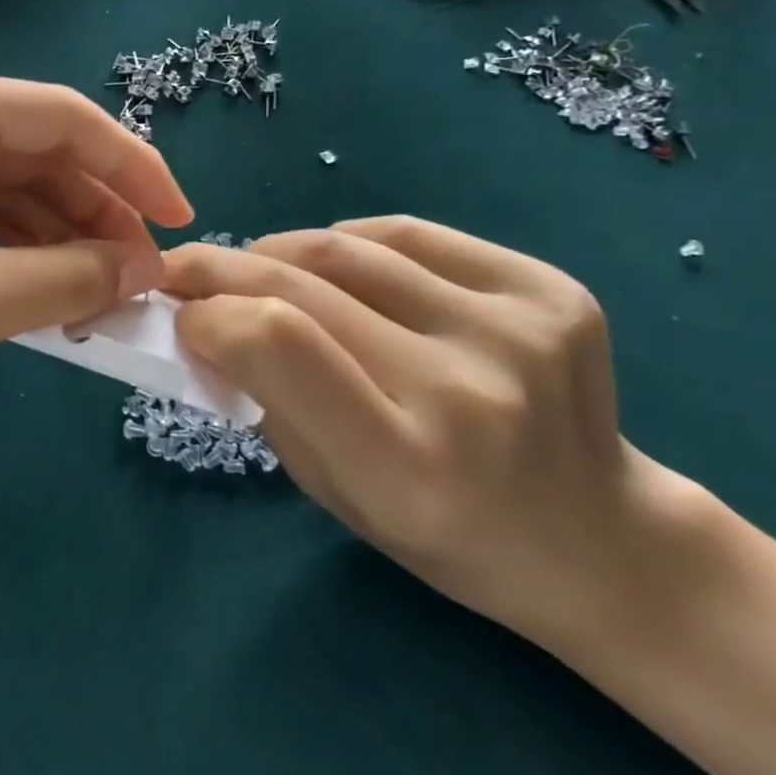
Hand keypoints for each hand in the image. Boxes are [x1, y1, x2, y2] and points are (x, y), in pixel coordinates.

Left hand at [0, 69, 192, 453]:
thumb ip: (68, 278)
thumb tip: (143, 269)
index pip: (64, 119)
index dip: (133, 168)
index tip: (183, 223)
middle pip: (36, 153)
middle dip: (96, 214)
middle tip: (141, 281)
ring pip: (4, 190)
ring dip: (55, 240)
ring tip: (100, 302)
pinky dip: (11, 254)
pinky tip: (44, 297)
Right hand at [163, 219, 697, 643]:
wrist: (597, 540)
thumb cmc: (441, 534)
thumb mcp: (328, 487)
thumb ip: (260, 396)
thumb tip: (202, 316)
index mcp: (404, 464)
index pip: (276, 341)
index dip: (209, 313)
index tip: (178, 315)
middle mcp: (465, 390)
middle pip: (301, 284)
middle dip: (220, 268)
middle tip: (182, 268)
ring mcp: (517, 330)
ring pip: (347, 247)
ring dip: (277, 250)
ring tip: (257, 268)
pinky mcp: (550, 289)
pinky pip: (407, 235)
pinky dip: (347, 242)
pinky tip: (336, 265)